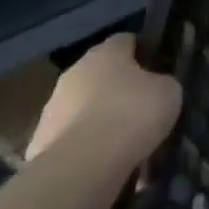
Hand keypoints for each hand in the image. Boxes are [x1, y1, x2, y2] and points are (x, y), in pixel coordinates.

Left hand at [28, 33, 183, 180]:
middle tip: (143, 108)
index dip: (144, 52)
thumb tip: (156, 87)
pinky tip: (105, 164)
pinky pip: (72, 139)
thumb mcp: (169, 92)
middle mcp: (74, 73)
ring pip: (84, 108)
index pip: (127, 41)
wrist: (81, 168)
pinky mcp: (39, 143)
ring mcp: (52, 109)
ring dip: (100, 119)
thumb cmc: (132, 116)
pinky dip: (87, 147)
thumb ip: (162, 83)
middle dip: (119, 89)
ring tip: (125, 143)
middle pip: (101, 74)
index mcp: (105, 53)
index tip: (159, 70)